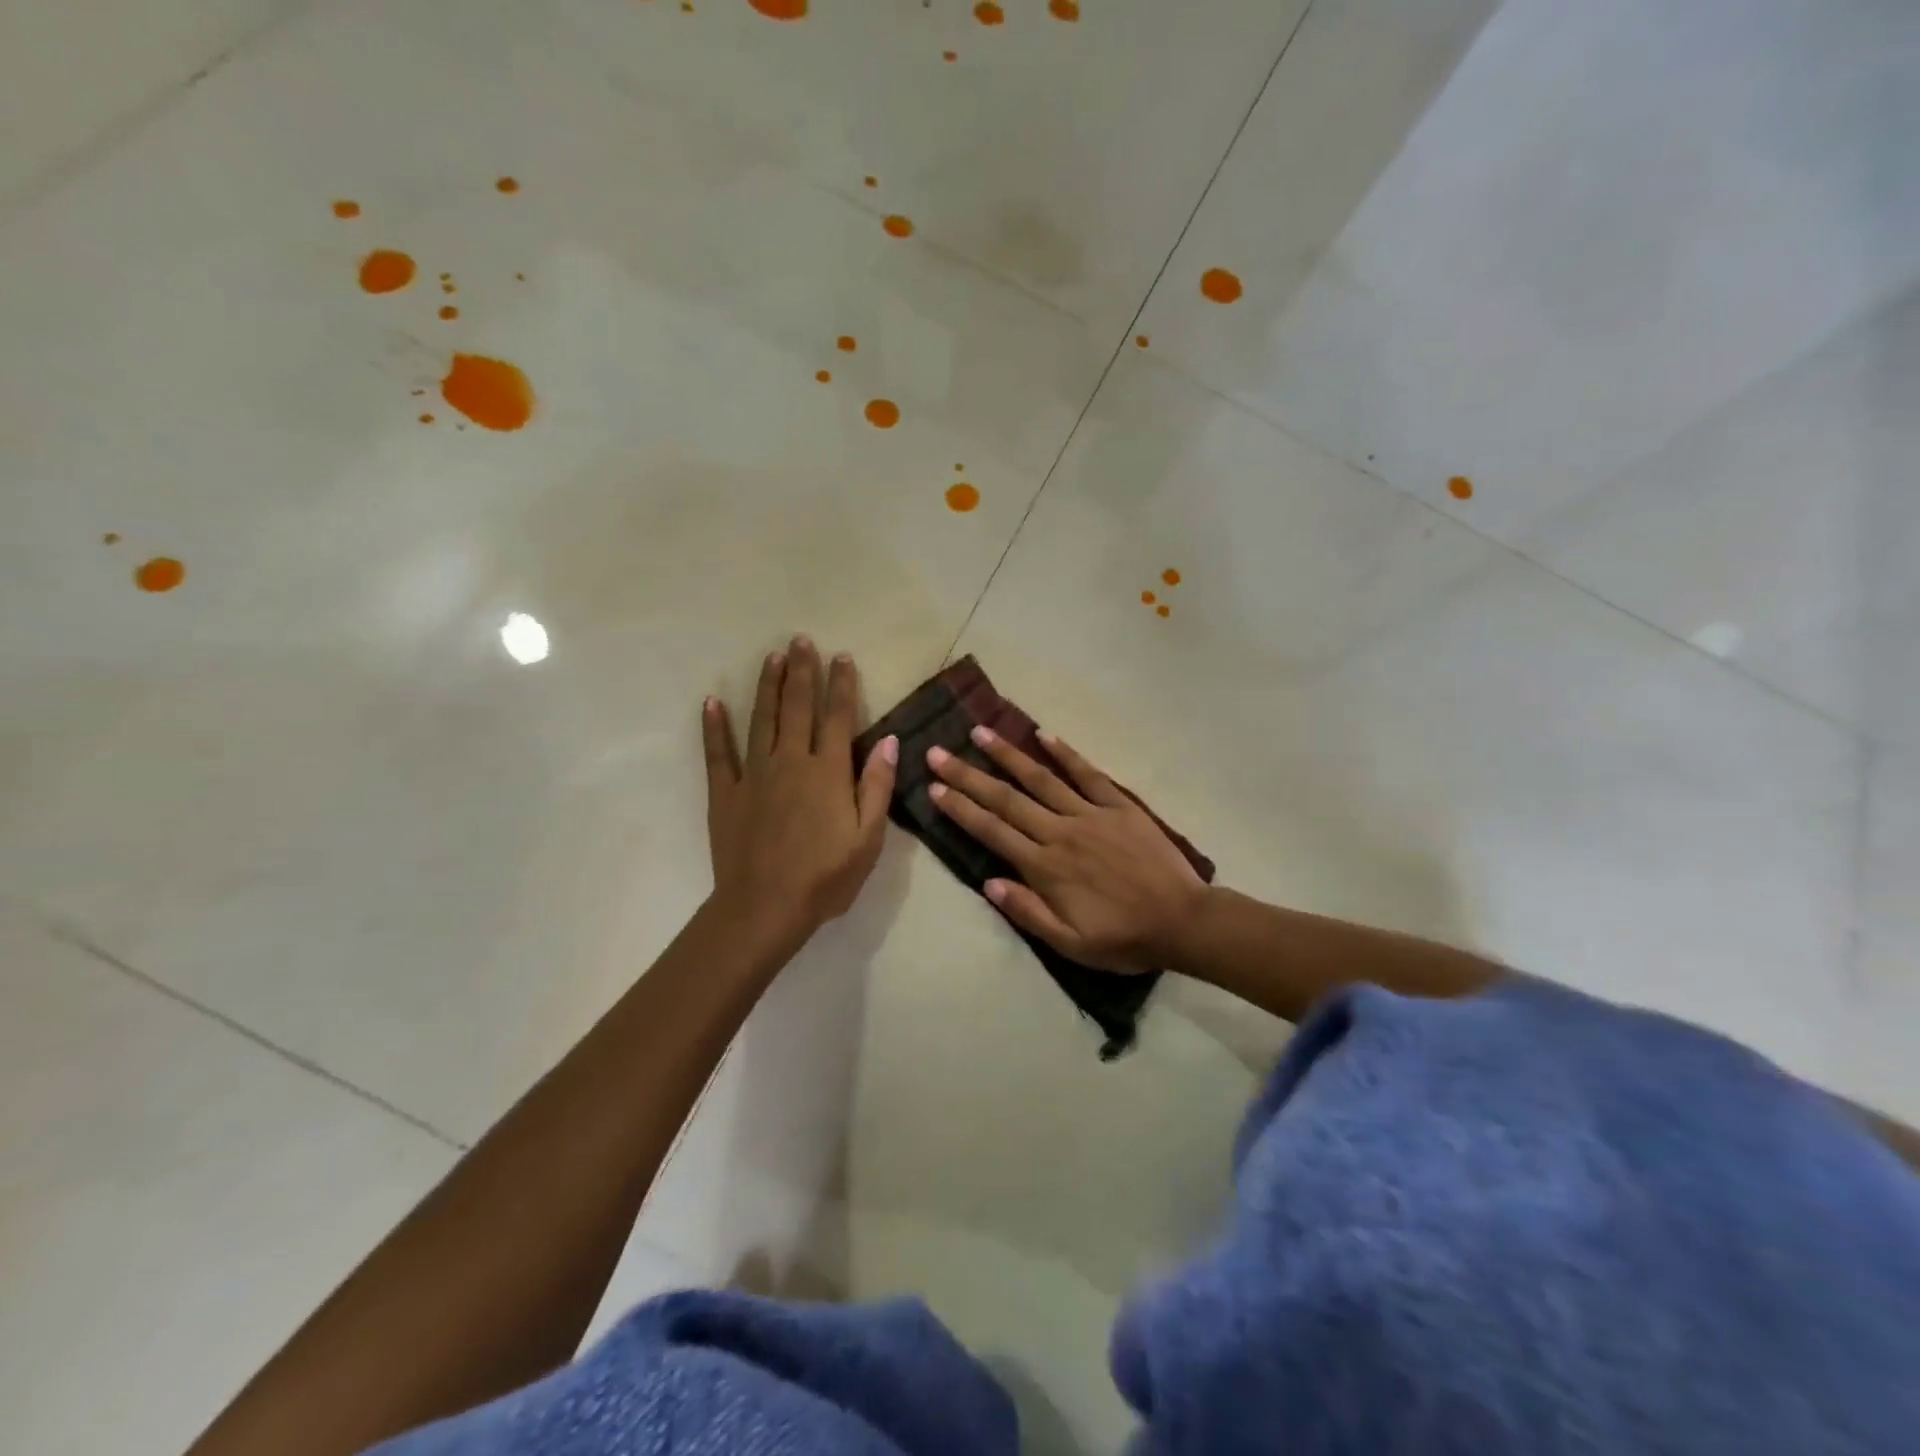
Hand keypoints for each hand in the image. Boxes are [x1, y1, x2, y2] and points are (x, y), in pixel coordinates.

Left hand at [703, 637, 897, 952]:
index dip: (841, 685)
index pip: (838, 717)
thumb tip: (890, 741)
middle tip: (801, 640)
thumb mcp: (868, 839)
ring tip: (772, 657)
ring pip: (761, 720)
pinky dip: (714, 727)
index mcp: (828, 772)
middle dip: (802, 672)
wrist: (765, 908)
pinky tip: (712, 702)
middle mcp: (791, 762)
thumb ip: (878, 787)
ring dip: (767, 686)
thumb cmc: (825, 877)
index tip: (842, 657)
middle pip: (797, 707)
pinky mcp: (726, 794)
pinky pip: (718, 754)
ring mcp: (754, 775)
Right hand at [926, 728, 1207, 972]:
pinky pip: (1087, 774)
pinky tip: (1043, 735)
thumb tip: (989, 882)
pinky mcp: (1119, 805)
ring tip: (980, 732)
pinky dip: (1065, 753)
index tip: (934, 788)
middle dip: (969, 775)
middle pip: (1007, 799)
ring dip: (1008, 755)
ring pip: (1041, 779)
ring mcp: (1091, 814)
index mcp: (1046, 867)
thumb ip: (1028, 912)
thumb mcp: (1071, 943)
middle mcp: (1061, 832)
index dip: (960, 809)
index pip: (992, 831)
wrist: (1184, 922)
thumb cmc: (1124, 938)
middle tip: (938, 752)